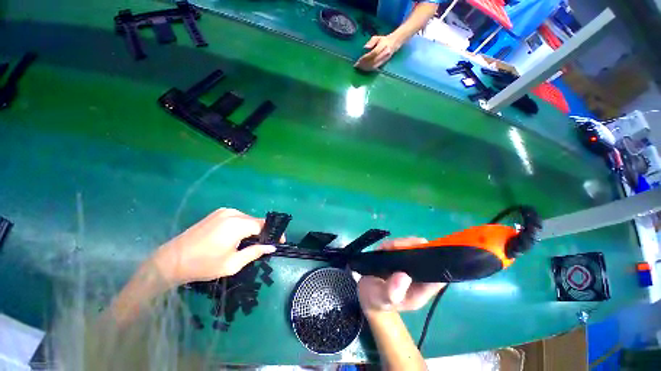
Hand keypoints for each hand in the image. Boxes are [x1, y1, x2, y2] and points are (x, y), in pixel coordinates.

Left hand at [152, 208, 277, 285]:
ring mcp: (224, 211)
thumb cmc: (203, 265)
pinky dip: (242, 225)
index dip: (273, 233)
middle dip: (263, 232)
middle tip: (265, 245)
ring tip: (251, 242)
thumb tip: (272, 247)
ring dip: (252, 229)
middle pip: (256, 221)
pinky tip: (238, 236)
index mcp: (237, 225)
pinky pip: (237, 217)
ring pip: (247, 218)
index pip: (263, 225)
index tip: (279, 241)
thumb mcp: (232, 264)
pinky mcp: (217, 213)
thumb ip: (255, 252)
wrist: (171, 260)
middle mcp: (233, 213)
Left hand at [354, 34, 401, 70]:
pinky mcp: (384, 63)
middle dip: (364, 64)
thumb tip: (365, 47)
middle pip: (373, 61)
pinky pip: (375, 68)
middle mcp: (385, 53)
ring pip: (374, 66)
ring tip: (360, 68)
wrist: (395, 43)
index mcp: (383, 45)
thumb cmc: (384, 40)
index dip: (365, 58)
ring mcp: (384, 59)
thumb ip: (371, 42)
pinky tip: (364, 69)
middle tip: (357, 66)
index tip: (358, 60)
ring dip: (366, 68)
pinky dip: (369, 69)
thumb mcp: (377, 37)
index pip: (373, 54)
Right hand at [357, 237, 445, 312]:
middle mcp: (419, 274)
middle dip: (414, 246)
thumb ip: (391, 292)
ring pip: (414, 247)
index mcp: (421, 289)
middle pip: (427, 255)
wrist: (366, 294)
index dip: (437, 263)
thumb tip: (404, 277)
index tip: (423, 252)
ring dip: (402, 243)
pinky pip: (401, 245)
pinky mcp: (399, 256)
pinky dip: (393, 243)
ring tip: (387, 247)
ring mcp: (409, 264)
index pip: (438, 275)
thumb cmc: (376, 300)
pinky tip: (384, 247)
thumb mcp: (381, 299)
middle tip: (396, 246)